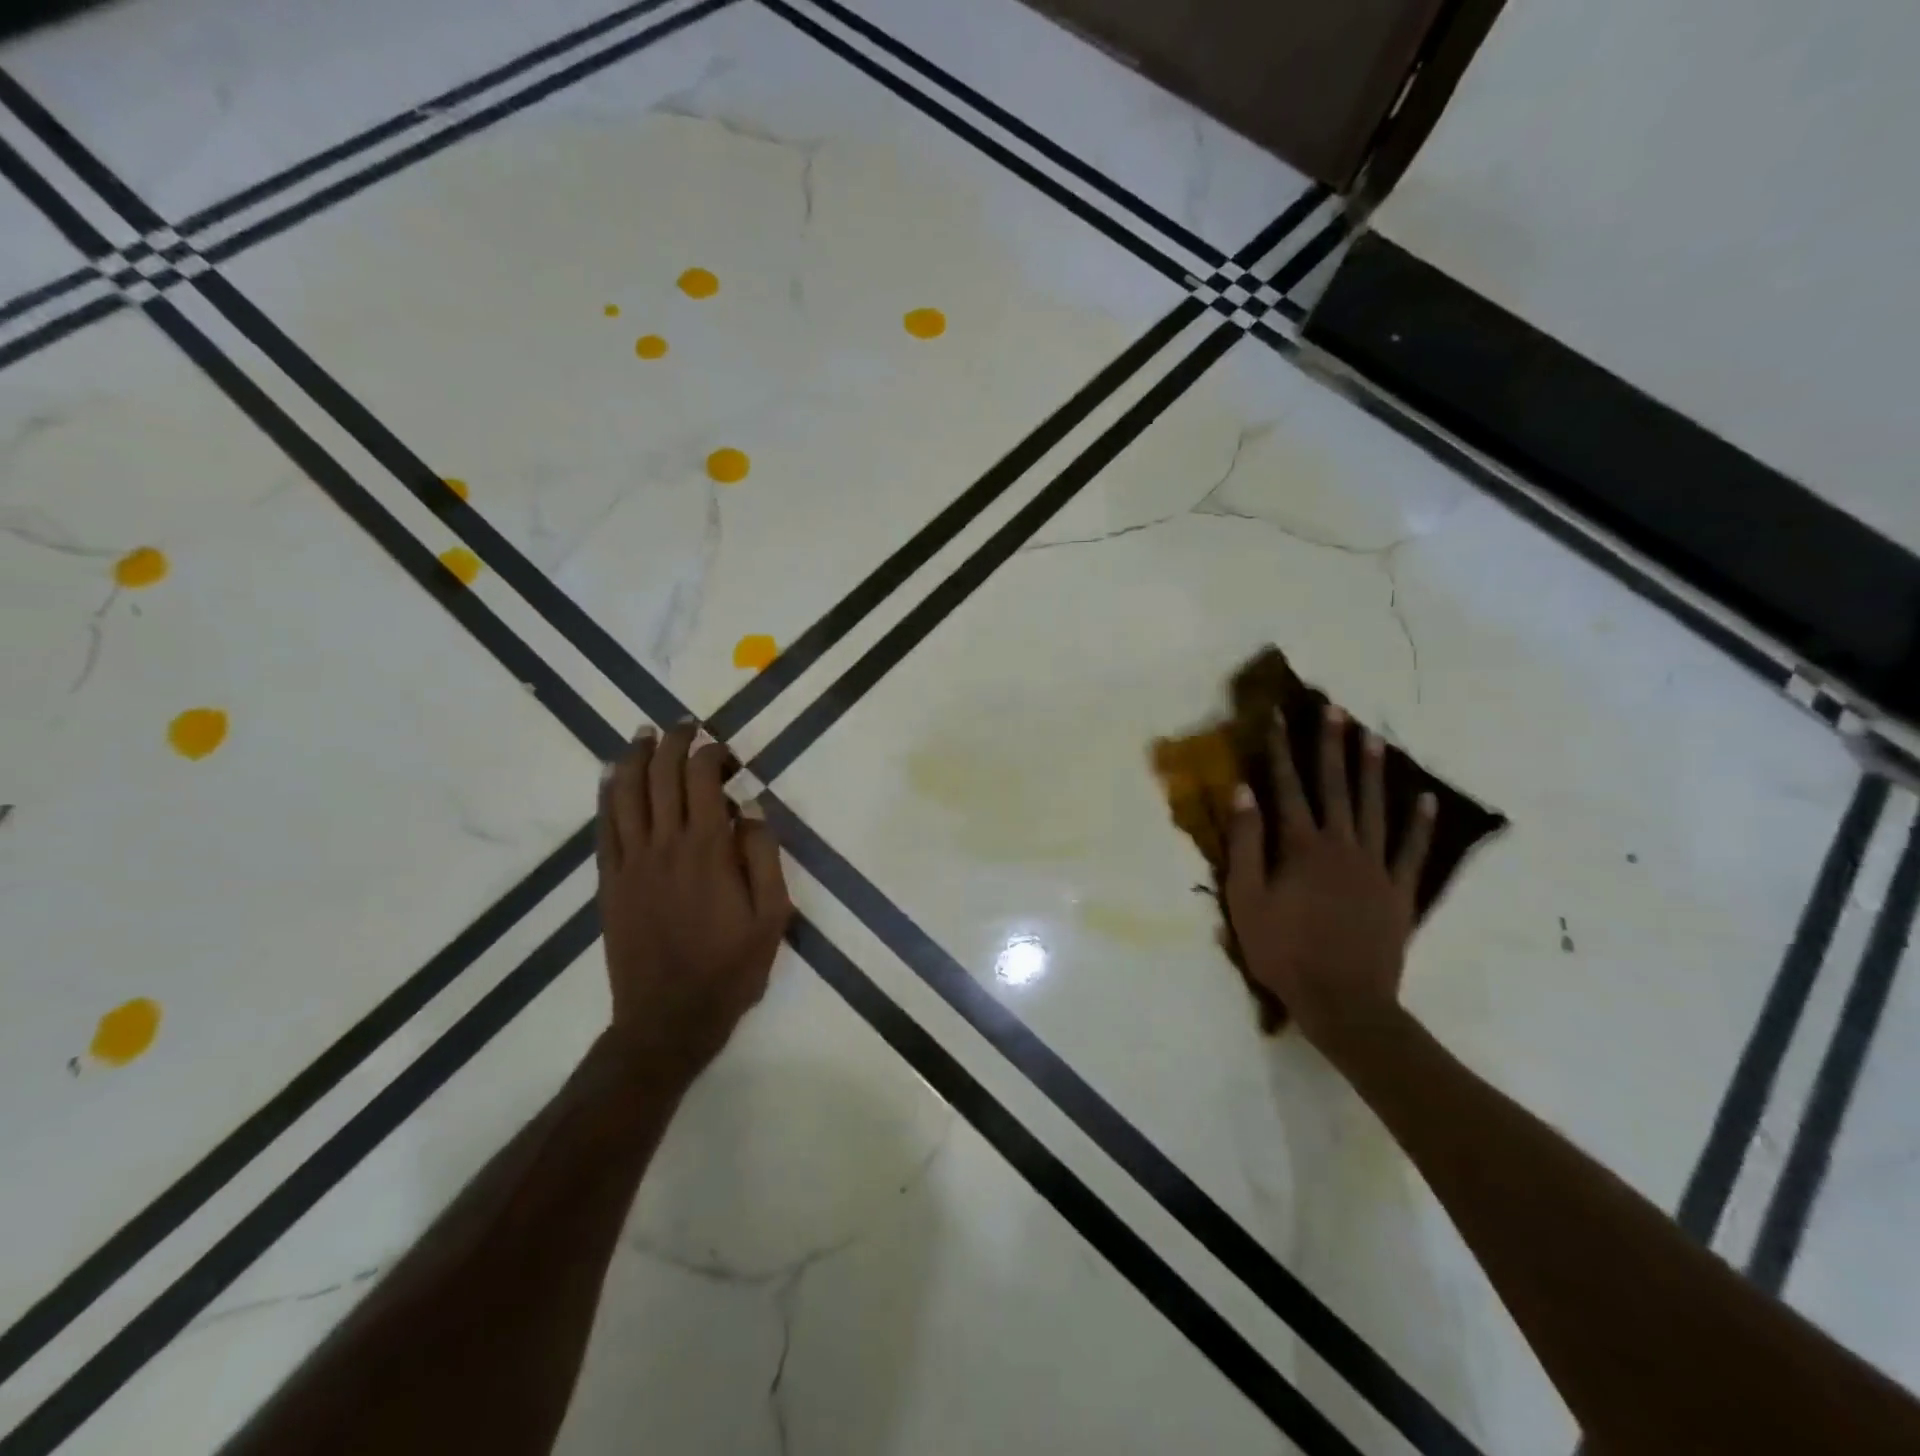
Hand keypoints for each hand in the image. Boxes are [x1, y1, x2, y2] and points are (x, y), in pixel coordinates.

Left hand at [596, 723, 792, 1086]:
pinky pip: (604, 826)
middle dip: (673, 743)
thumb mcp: (772, 915)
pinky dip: (607, 794)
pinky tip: (611, 776)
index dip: (711, 754)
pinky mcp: (610, 881)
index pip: (702, 779)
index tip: (726, 751)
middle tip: (684, 725)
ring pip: (627, 794)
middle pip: (662, 776)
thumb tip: (751, 807)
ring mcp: (631, 862)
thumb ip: (763, 855)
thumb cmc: (730, 967)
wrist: (668, 1018)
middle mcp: (665, 844)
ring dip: (635, 758)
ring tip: (644, 735)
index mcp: (708, 849)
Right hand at [1224, 703, 1436, 1062]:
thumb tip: (1243, 791)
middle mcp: (1341, 845)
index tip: (1278, 716)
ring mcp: (1376, 867)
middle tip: (1334, 709)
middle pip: (1336, 787)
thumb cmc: (1284, 951)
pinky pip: (1412, 850)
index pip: (1287, 787)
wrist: (1343, 1001)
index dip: (1281, 750)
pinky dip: (1419, 823)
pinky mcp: (1399, 891)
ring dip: (1372, 770)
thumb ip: (1246, 843)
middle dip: (1331, 746)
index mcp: (1301, 847)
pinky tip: (1425, 798)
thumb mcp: (1246, 899)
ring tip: (1373, 736)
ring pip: (1375, 808)